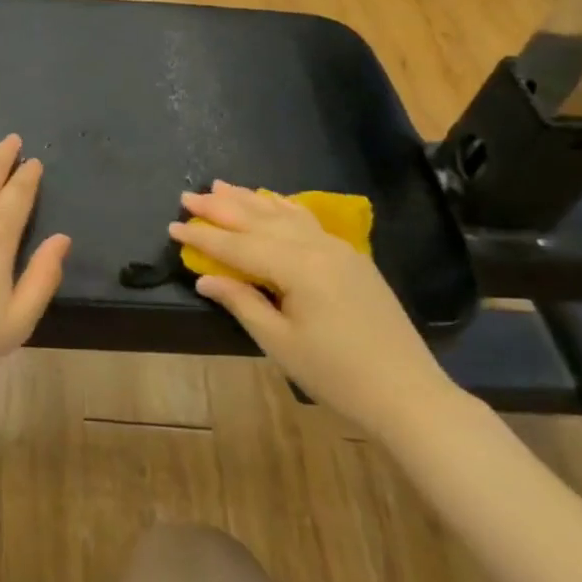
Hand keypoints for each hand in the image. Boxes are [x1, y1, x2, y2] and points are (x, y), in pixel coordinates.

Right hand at [170, 182, 456, 439]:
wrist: (408, 395)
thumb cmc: (337, 375)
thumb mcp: (280, 343)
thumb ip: (242, 302)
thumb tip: (204, 277)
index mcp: (299, 267)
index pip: (240, 245)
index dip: (204, 237)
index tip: (173, 225)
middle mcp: (318, 247)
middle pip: (260, 220)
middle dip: (221, 208)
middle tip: (188, 196)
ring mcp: (338, 248)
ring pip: (284, 214)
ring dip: (249, 200)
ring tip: (220, 186)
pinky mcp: (351, 258)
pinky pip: (307, 221)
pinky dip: (282, 208)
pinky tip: (270, 201)